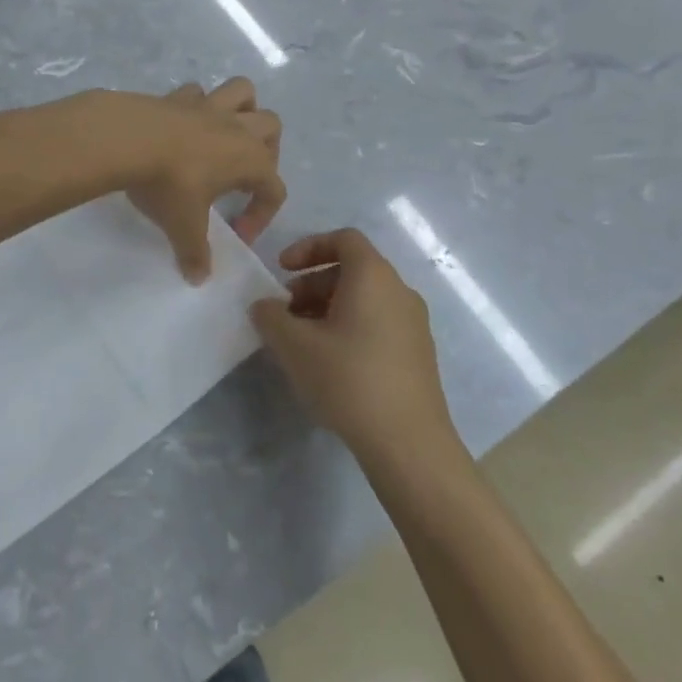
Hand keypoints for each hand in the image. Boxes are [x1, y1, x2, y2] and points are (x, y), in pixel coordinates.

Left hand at [115, 79, 285, 283]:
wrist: (128, 139)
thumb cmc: (168, 184)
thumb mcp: (183, 226)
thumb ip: (195, 253)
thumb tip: (199, 278)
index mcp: (250, 160)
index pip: (274, 188)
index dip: (262, 215)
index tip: (237, 234)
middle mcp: (236, 128)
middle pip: (271, 126)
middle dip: (266, 149)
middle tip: (242, 175)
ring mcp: (207, 106)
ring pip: (243, 92)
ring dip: (242, 109)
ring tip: (225, 134)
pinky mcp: (177, 96)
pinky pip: (198, 92)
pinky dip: (198, 104)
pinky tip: (183, 124)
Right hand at [248, 229, 450, 458]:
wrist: (408, 442)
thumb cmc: (348, 379)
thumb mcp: (295, 346)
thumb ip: (271, 317)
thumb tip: (264, 306)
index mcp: (373, 276)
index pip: (343, 239)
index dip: (308, 247)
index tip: (282, 270)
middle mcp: (399, 291)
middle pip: (352, 269)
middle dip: (312, 284)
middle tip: (285, 312)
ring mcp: (413, 323)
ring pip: (364, 299)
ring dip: (328, 308)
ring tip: (302, 341)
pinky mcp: (417, 353)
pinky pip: (378, 322)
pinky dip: (349, 327)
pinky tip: (330, 363)